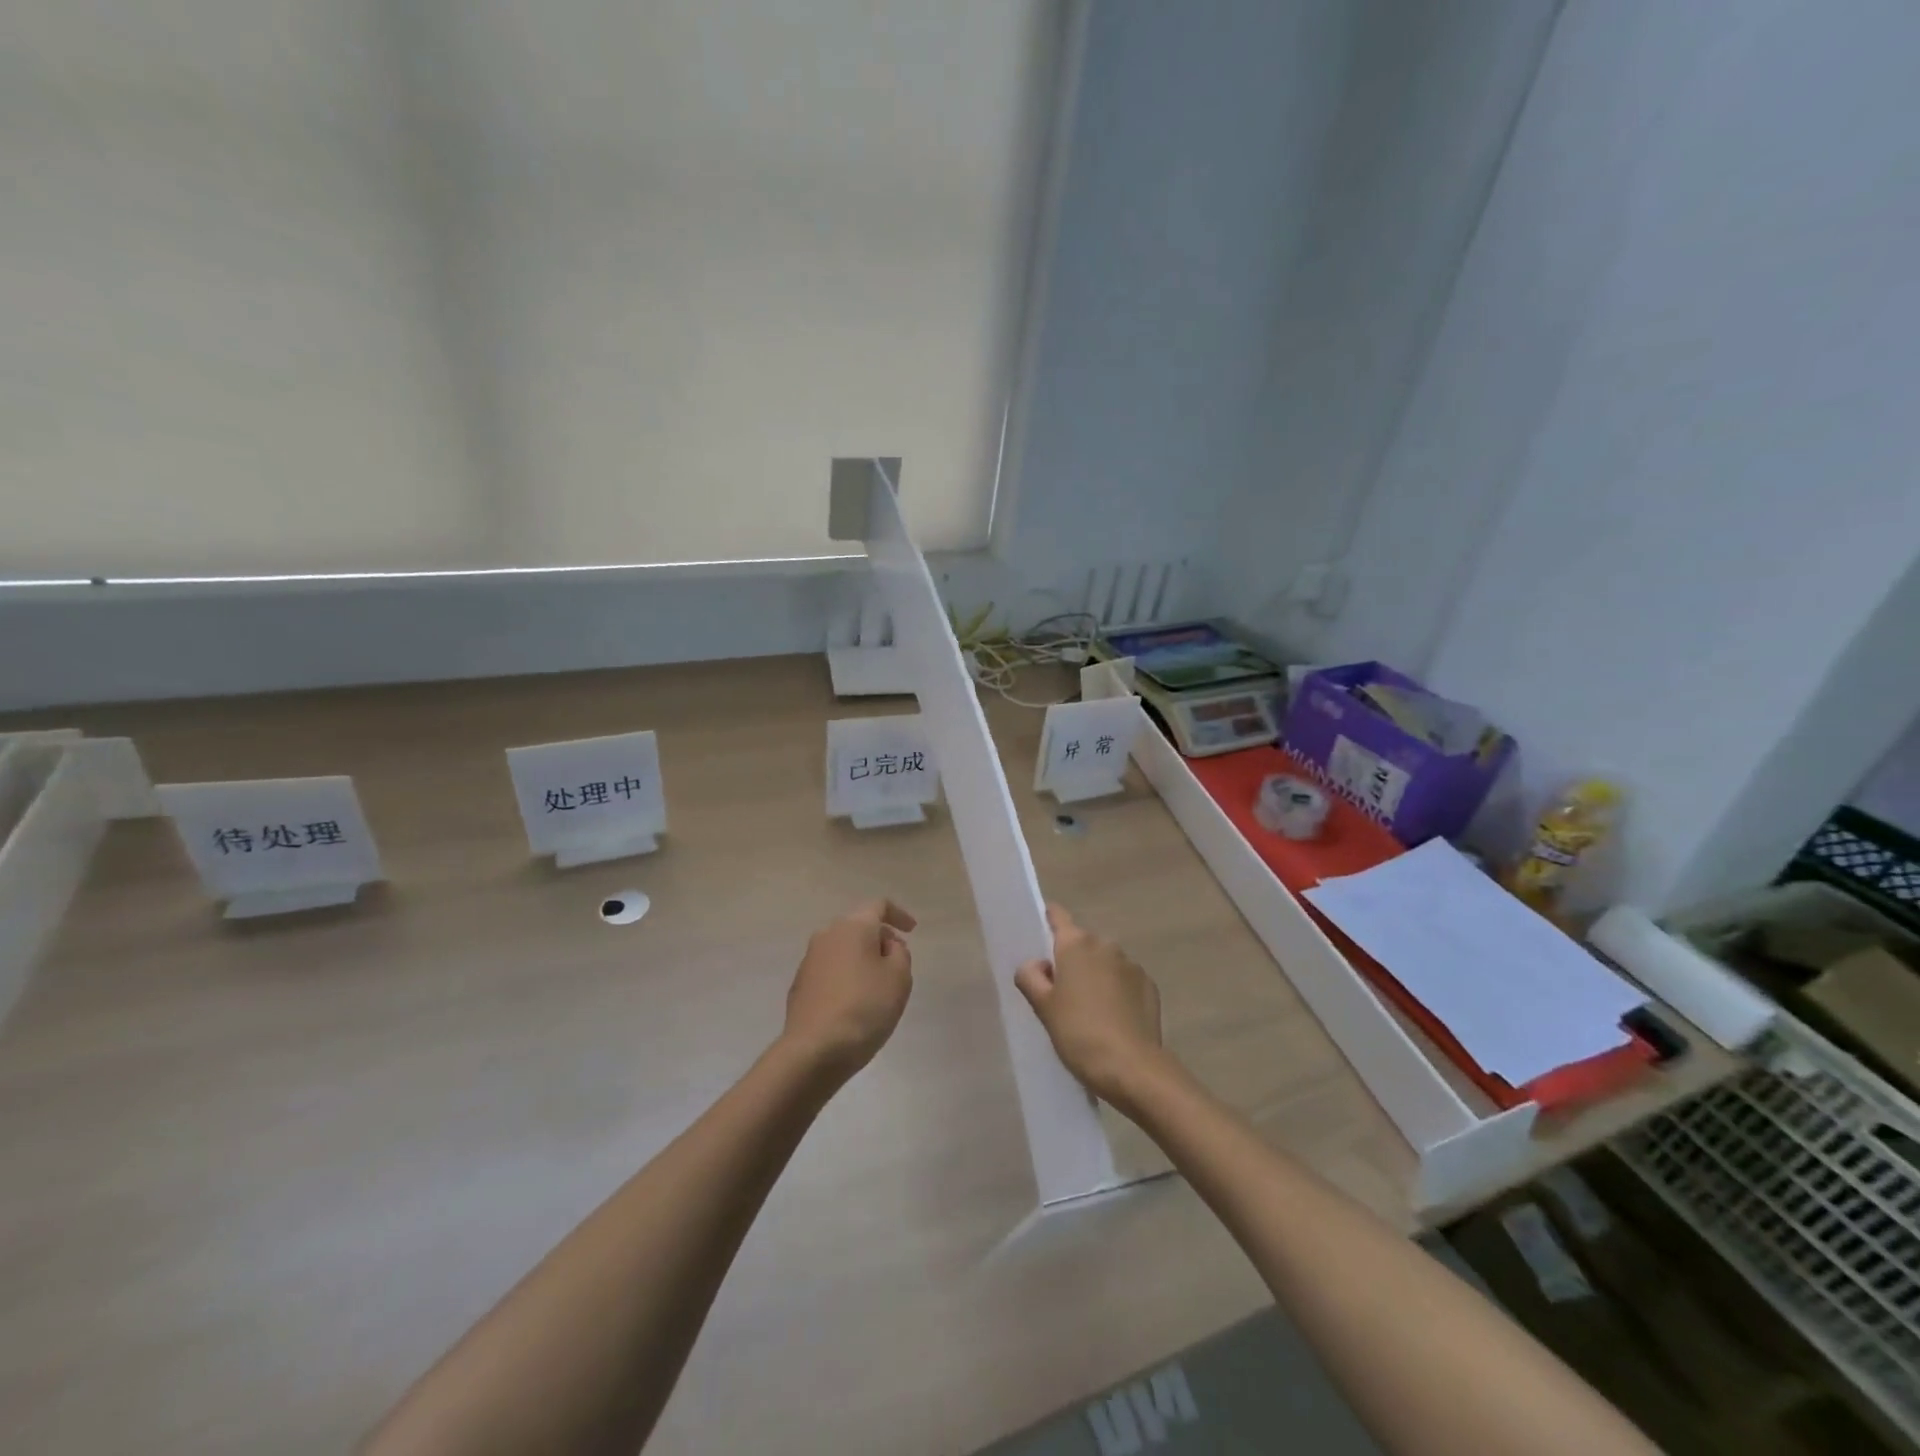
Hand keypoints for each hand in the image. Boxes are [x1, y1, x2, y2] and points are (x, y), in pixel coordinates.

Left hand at [781, 899, 915, 1082]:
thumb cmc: (865, 1008)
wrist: (814, 1049)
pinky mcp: (800, 983)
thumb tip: (884, 945)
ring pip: (843, 948)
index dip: (899, 914)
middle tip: (897, 962)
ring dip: (862, 958)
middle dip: (880, 939)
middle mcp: (827, 934)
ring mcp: (809, 959)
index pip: (879, 906)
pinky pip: (830, 969)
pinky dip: (846, 975)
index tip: (912, 930)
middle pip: (859, 926)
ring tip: (877, 985)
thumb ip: (899, 952)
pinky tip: (854, 1001)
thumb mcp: (899, 977)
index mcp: (853, 926)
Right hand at [1015, 904, 1168, 1109]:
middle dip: (1072, 961)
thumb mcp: (1043, 1007)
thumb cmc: (1078, 1032)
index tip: (1041, 936)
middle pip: (1082, 943)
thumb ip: (1031, 976)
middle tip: (1061, 994)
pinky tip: (1113, 1019)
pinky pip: (1125, 981)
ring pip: (1105, 962)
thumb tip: (1038, 964)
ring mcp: (1132, 965)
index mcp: (1076, 944)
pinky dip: (1117, 991)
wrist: (1132, 1068)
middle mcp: (1106, 945)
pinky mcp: (1150, 986)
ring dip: (1096, 976)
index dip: (1048, 920)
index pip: (1058, 916)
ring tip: (1090, 1012)